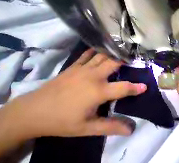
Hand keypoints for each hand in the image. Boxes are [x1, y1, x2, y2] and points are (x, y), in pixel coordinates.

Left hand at [9, 49, 146, 137]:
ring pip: (103, 56)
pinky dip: (95, 50)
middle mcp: (94, 76)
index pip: (123, 88)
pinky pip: (87, 54)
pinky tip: (100, 49)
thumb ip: (110, 127)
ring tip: (120, 51)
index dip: (135, 88)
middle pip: (114, 62)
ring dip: (112, 53)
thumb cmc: (62, 122)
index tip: (144, 86)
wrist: (34, 112)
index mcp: (98, 91)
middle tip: (131, 59)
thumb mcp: (87, 128)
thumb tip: (130, 129)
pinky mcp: (74, 66)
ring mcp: (83, 69)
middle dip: (125, 60)